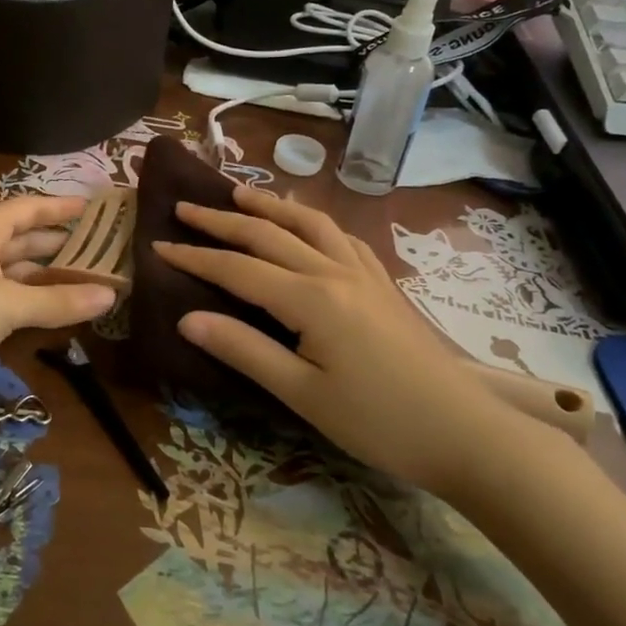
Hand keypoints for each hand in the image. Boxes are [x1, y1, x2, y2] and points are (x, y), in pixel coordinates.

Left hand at [0, 196, 116, 425]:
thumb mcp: (6, 304)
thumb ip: (58, 301)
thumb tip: (111, 295)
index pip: (26, 209)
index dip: (59, 206)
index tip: (92, 206)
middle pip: (19, 240)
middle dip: (56, 245)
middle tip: (97, 251)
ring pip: (8, 272)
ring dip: (42, 277)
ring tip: (80, 282)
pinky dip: (22, 302)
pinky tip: (42, 312)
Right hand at [153, 186, 525, 499]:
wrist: (467, 433)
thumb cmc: (380, 421)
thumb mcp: (303, 394)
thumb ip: (244, 350)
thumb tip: (187, 319)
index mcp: (310, 299)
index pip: (238, 269)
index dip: (195, 257)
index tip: (158, 245)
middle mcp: (334, 272)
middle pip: (268, 234)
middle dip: (222, 219)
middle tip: (185, 207)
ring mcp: (364, 273)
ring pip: (308, 224)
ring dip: (270, 206)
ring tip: (240, 193)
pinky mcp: (383, 283)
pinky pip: (341, 237)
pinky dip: (313, 222)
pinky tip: (308, 225)